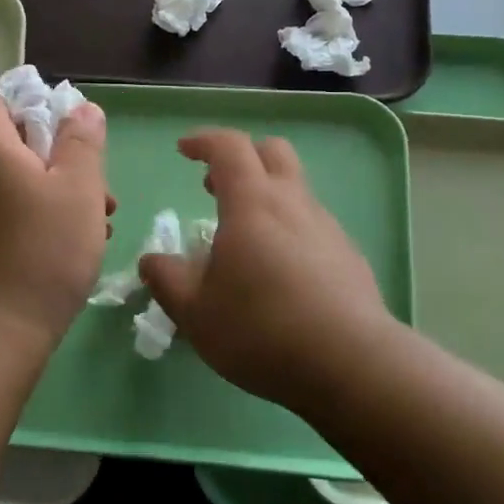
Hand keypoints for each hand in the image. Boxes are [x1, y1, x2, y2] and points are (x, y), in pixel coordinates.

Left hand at [0, 82, 112, 353]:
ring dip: (60, 188)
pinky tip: (80, 243)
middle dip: (57, 150)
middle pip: (9, 139)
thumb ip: (82, 143)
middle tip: (93, 178)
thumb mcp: (79, 190)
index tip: (55, 118)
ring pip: (19, 180)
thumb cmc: (42, 252)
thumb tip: (81, 109)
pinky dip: (45, 216)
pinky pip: (14, 212)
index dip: (15, 93)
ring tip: (101, 216)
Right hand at [139, 129, 394, 405]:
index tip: (183, 150)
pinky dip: (289, 229)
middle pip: (273, 152)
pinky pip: (313, 225)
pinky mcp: (349, 256)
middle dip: (242, 157)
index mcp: (252, 203)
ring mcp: (327, 228)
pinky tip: (280, 273)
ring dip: (266, 196)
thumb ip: (167, 280)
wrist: (350, 363)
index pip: (229, 147)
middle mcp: (293, 203)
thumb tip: (152, 260)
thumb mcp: (195, 312)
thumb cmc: (261, 329)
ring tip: (243, 239)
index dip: (204, 140)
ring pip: (296, 189)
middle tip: (214, 185)